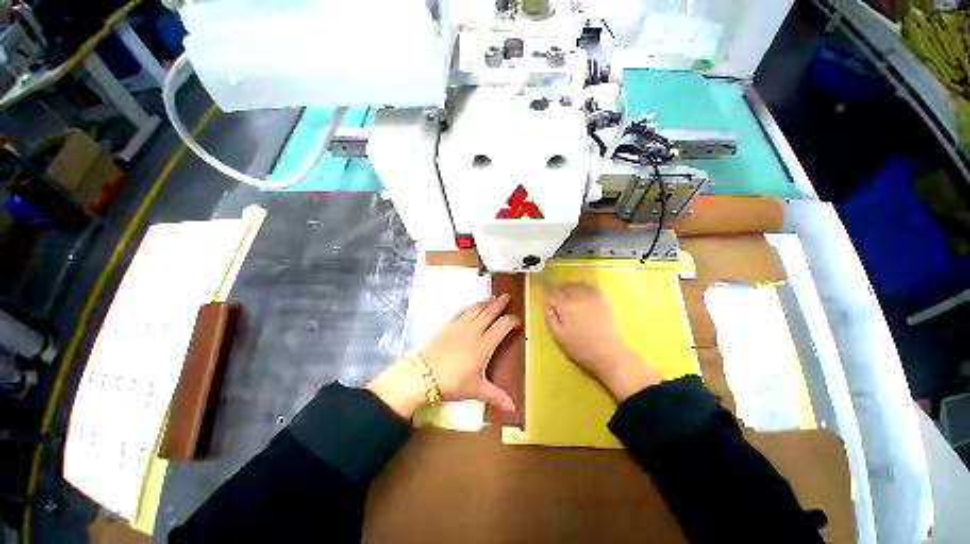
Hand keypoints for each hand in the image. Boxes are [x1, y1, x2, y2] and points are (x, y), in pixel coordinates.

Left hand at [367, 294, 519, 417]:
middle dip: (500, 303)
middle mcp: (474, 330)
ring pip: (476, 308)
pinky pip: (461, 311)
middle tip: (507, 296)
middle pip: (490, 312)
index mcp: (484, 344)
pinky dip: (469, 306)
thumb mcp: (476, 390)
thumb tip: (513, 408)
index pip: (502, 326)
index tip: (517, 320)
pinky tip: (472, 306)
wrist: (423, 374)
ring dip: (485, 302)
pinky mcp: (447, 324)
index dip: (512, 321)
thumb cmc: (453, 383)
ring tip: (492, 297)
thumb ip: (496, 396)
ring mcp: (460, 325)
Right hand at [543, 282, 660, 399]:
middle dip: (558, 291)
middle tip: (557, 302)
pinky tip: (582, 297)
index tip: (544, 290)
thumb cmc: (580, 347)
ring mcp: (592, 296)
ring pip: (576, 285)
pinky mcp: (602, 299)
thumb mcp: (558, 335)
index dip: (546, 290)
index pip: (551, 293)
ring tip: (569, 298)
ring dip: (570, 289)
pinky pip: (589, 287)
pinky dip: (583, 288)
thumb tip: (545, 302)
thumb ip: (549, 316)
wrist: (608, 353)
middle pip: (564, 287)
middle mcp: (578, 296)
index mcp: (565, 306)